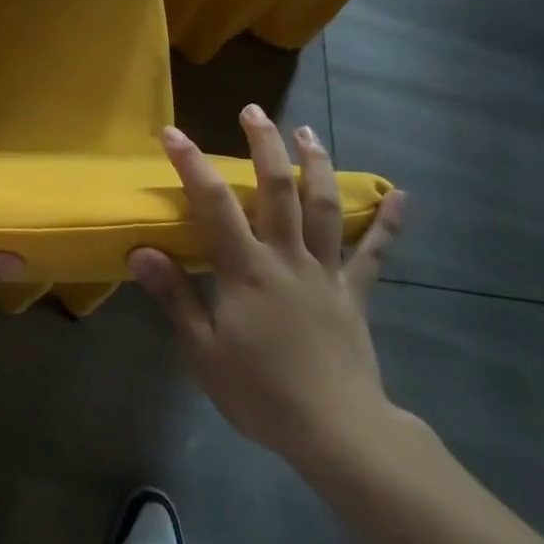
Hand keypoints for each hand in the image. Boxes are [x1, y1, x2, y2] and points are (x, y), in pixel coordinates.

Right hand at [127, 110, 407, 468]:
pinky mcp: (354, 294)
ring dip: (315, 164)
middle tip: (253, 111)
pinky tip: (401, 195)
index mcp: (247, 270)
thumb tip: (141, 251)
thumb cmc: (261, 393)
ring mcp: (325, 272)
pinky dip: (388, 223)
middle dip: (264, 146)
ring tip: (306, 132)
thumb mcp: (204, 351)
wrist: (338, 433)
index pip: (214, 204)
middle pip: (277, 190)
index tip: (171, 133)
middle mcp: (287, 258)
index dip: (191, 164)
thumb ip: (175, 296)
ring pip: (322, 207)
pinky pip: (374, 253)